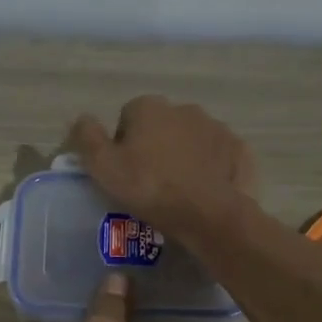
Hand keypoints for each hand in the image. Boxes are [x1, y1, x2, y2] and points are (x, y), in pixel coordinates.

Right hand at [69, 96, 257, 240]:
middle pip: (161, 126)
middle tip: (150, 183)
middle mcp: (185, 108)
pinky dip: (210, 169)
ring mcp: (217, 127)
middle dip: (155, 147)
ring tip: (178, 190)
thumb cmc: (150, 188)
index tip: (125, 172)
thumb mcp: (103, 167)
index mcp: (150, 107)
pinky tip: (204, 192)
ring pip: (191, 140)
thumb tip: (82, 118)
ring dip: (183, 156)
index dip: (122, 145)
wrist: (208, 214)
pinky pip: (218, 156)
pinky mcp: (239, 150)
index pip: (127, 117)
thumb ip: (87, 138)